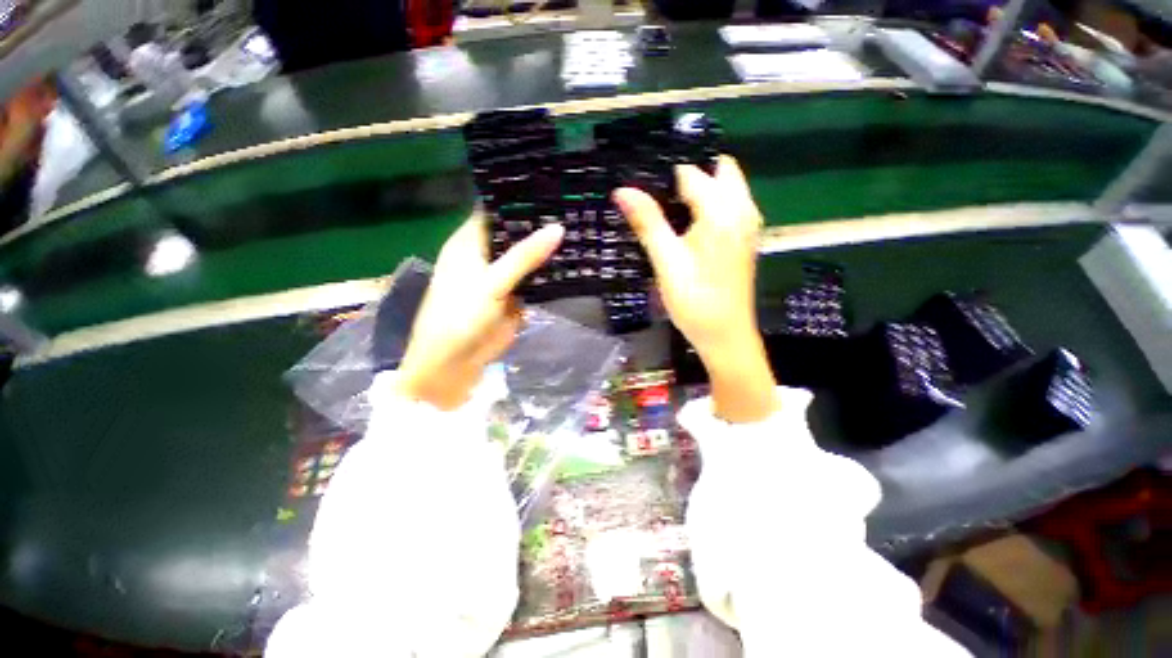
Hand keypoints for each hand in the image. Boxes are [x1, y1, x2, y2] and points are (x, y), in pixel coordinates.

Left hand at [395, 215, 563, 409]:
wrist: (454, 365)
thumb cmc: (460, 317)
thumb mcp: (493, 283)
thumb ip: (525, 256)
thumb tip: (558, 227)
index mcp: (470, 242)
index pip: (496, 209)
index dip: (520, 198)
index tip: (552, 186)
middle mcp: (486, 255)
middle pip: (515, 233)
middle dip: (540, 224)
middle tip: (575, 206)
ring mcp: (502, 277)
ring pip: (528, 257)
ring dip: (548, 249)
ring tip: (581, 228)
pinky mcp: (514, 296)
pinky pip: (535, 279)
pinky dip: (550, 273)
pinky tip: (574, 262)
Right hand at [614, 156, 778, 422]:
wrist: (726, 337)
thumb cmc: (695, 302)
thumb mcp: (666, 262)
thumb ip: (648, 222)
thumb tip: (623, 190)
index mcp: (723, 212)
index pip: (691, 173)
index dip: (663, 174)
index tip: (639, 181)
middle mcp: (742, 210)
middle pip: (718, 170)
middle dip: (688, 173)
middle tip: (654, 192)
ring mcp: (746, 225)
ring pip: (725, 187)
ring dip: (698, 188)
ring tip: (662, 206)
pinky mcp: (743, 239)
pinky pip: (727, 206)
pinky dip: (707, 204)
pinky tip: (682, 224)